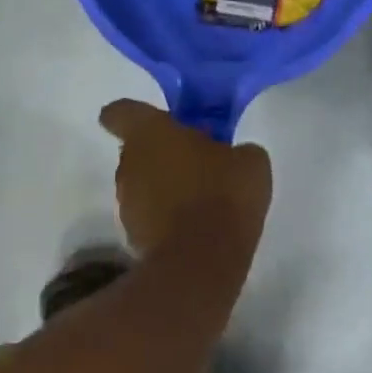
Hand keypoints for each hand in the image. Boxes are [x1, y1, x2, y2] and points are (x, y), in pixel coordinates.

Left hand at [98, 99, 272, 256]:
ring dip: (164, 185)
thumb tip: (231, 155)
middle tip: (198, 159)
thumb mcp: (250, 160)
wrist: (202, 261)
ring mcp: (126, 203)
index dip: (133, 114)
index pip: (121, 111)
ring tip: (200, 196)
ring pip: (142, 182)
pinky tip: (195, 224)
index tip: (155, 121)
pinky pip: (148, 214)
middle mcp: (129, 164)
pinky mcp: (131, 236)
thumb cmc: (224, 194)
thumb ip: (234, 149)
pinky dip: (165, 215)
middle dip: (163, 151)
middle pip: (137, 149)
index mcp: (151, 134)